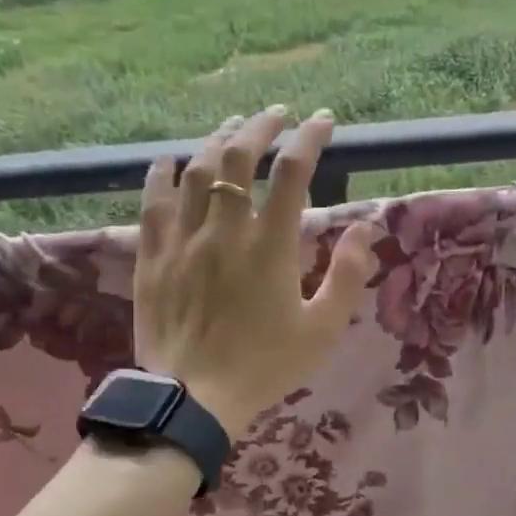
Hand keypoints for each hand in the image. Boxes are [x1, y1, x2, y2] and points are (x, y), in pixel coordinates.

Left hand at [134, 107, 377, 435]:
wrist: (193, 398)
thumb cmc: (265, 365)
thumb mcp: (323, 329)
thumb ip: (349, 275)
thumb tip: (364, 227)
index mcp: (270, 246)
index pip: (292, 172)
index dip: (310, 139)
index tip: (323, 122)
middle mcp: (224, 230)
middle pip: (238, 157)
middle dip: (260, 127)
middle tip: (276, 116)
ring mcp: (182, 240)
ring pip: (194, 171)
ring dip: (216, 142)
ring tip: (232, 130)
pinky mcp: (151, 257)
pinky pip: (152, 202)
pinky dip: (161, 174)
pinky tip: (169, 161)